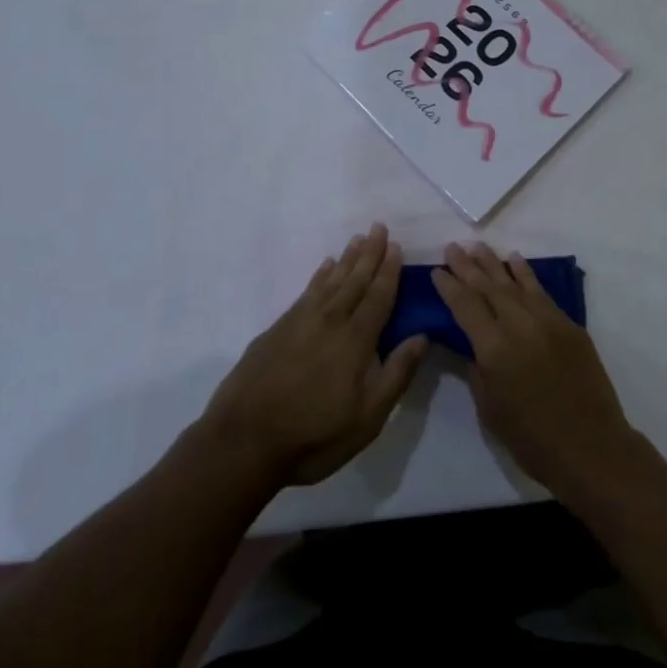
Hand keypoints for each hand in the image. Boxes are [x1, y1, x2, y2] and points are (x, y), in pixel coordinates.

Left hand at [201, 224, 428, 487]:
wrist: (244, 440)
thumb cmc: (314, 435)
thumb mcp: (368, 416)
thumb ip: (396, 373)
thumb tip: (422, 335)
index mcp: (356, 339)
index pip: (379, 296)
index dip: (389, 270)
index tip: (396, 246)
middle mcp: (330, 320)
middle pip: (355, 280)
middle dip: (370, 253)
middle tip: (379, 227)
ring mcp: (300, 321)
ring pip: (330, 281)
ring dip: (346, 259)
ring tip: (357, 239)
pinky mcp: (278, 329)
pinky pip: (307, 291)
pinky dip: (319, 276)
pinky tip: (324, 267)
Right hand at [431, 243, 649, 502]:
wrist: (592, 449)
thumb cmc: (533, 440)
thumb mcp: (490, 409)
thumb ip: (477, 369)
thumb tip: (471, 343)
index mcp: (495, 349)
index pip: (465, 306)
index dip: (449, 286)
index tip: (436, 270)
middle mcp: (520, 325)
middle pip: (488, 287)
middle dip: (467, 266)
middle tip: (452, 248)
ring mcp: (548, 321)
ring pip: (515, 283)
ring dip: (494, 264)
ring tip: (477, 247)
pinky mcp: (569, 325)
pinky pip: (541, 292)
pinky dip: (526, 274)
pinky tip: (515, 260)